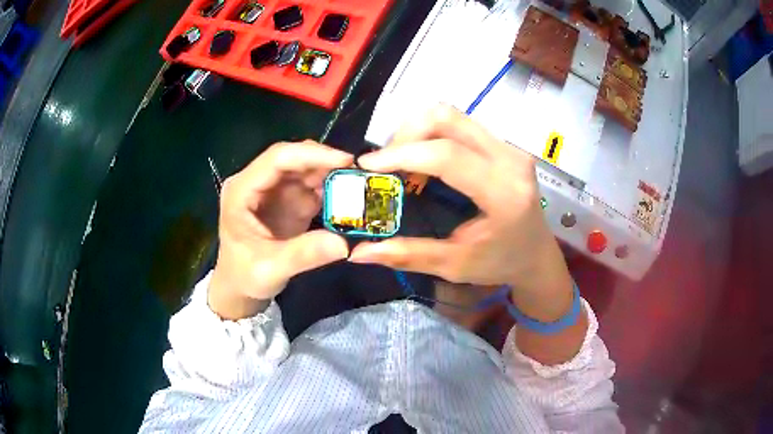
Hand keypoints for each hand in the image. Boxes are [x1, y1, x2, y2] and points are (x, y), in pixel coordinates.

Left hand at [208, 141, 352, 319]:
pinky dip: (330, 188)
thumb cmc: (244, 276)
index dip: (311, 155)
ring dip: (331, 173)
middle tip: (358, 173)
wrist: (239, 286)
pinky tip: (348, 197)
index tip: (345, 161)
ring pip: (305, 167)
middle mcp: (257, 182)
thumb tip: (344, 243)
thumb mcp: (270, 270)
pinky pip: (311, 185)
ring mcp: (273, 189)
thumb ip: (304, 255)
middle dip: (325, 161)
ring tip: (358, 184)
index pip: (277, 159)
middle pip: (293, 157)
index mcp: (241, 190)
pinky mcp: (287, 199)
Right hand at [349, 106, 573, 321]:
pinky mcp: (505, 145)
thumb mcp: (454, 266)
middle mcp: (510, 160)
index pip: (447, 155)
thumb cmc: (500, 264)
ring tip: (403, 162)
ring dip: (418, 131)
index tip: (367, 165)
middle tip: (386, 164)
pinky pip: (461, 124)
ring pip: (453, 116)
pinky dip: (433, 135)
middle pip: (447, 119)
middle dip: (406, 134)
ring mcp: (510, 148)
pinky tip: (424, 161)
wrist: (537, 255)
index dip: (401, 154)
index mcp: (503, 193)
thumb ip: (408, 254)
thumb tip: (360, 252)